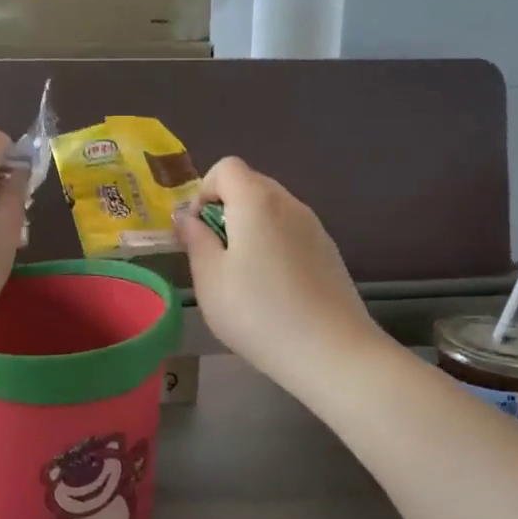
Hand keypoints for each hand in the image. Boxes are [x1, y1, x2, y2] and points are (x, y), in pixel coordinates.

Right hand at [176, 158, 381, 391]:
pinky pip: (291, 231)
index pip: (226, 167)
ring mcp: (315, 226)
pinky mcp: (329, 251)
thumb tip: (186, 218)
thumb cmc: (258, 313)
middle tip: (215, 256)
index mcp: (257, 202)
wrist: (331, 351)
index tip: (198, 232)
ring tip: (243, 277)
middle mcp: (289, 203)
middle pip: (251, 184)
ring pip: (272, 210)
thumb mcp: (210, 280)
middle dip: (225, 210)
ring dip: (250, 229)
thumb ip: (195, 240)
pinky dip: (274, 245)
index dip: (204, 192)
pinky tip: (273, 289)